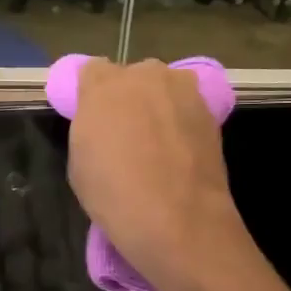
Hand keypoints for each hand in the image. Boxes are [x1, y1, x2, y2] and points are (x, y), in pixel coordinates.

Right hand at [66, 59, 253, 290]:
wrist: (178, 219)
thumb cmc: (114, 195)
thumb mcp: (80, 163)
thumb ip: (90, 129)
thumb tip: (104, 124)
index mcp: (103, 86)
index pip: (92, 72)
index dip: (93, 96)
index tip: (95, 120)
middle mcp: (144, 75)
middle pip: (132, 77)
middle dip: (129, 98)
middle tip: (127, 134)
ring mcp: (182, 90)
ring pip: (164, 89)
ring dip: (159, 107)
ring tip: (159, 145)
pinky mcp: (210, 110)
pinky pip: (187, 108)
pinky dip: (182, 123)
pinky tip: (180, 154)